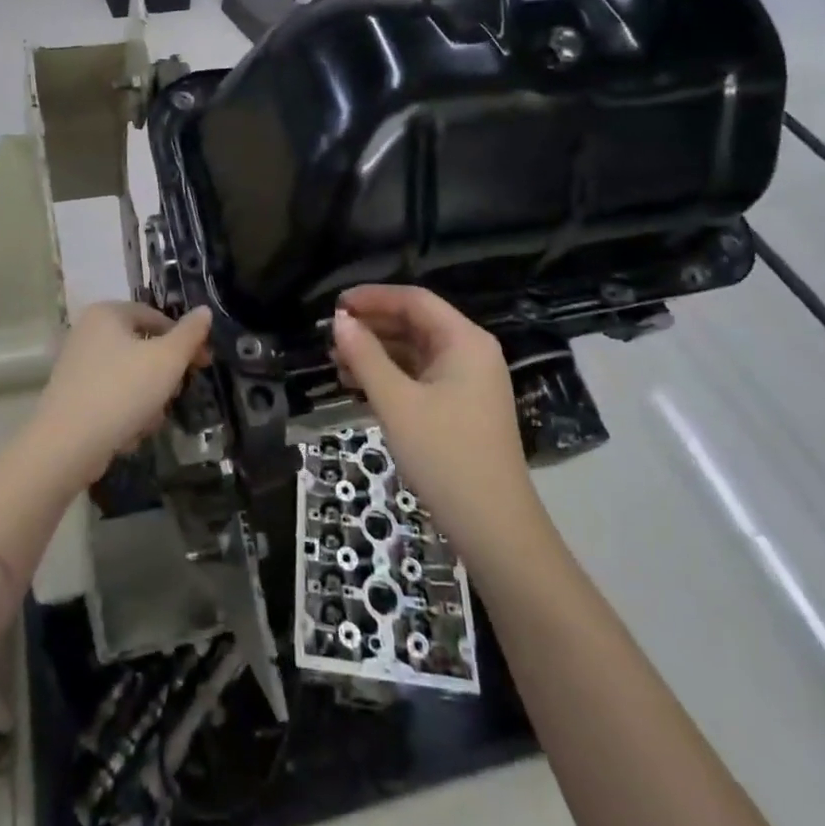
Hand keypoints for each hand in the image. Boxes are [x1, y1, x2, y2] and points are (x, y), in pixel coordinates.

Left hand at [32, 301, 212, 484]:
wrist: (66, 446)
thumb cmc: (121, 392)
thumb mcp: (167, 360)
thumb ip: (190, 334)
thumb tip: (204, 311)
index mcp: (108, 313)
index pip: (157, 317)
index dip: (185, 339)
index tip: (204, 364)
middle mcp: (88, 332)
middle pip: (143, 347)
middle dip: (164, 375)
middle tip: (176, 394)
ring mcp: (77, 365)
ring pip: (130, 376)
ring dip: (148, 398)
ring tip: (149, 420)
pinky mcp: (72, 396)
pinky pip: (111, 396)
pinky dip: (125, 412)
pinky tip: (129, 434)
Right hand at [331, 286, 535, 542]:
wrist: (494, 528)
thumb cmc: (445, 456)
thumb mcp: (397, 403)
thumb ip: (366, 356)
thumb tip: (339, 320)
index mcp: (465, 341)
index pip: (415, 300)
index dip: (373, 297)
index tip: (335, 306)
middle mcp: (471, 352)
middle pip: (416, 323)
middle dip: (372, 326)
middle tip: (331, 336)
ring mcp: (469, 381)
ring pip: (416, 351)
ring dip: (377, 352)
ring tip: (336, 361)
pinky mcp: (462, 407)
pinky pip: (421, 376)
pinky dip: (391, 376)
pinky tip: (359, 385)